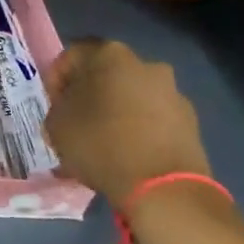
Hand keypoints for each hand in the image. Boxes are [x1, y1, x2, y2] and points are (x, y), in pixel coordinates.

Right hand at [44, 38, 209, 203]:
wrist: (163, 188)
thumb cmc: (100, 144)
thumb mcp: (56, 124)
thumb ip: (58, 106)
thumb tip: (70, 107)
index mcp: (109, 55)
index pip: (71, 56)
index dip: (56, 80)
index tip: (53, 105)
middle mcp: (145, 64)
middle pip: (105, 74)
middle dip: (89, 95)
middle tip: (76, 122)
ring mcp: (172, 92)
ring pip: (131, 96)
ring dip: (115, 112)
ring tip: (102, 143)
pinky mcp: (190, 121)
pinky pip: (153, 118)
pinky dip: (138, 129)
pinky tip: (127, 154)